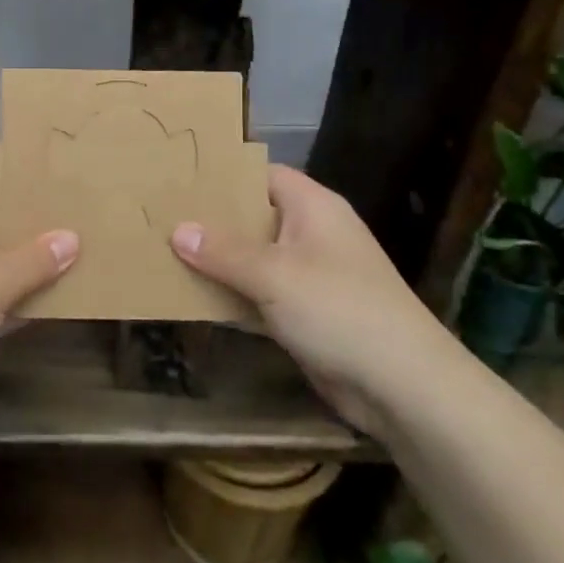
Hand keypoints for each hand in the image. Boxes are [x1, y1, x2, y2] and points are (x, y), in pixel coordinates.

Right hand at [171, 166, 456, 434]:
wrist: (403, 387)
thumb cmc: (339, 309)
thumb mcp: (275, 274)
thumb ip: (223, 252)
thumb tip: (178, 230)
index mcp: (313, 207)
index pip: (262, 175)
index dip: (224, 175)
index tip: (179, 179)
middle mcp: (311, 234)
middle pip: (253, 217)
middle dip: (211, 221)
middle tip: (160, 216)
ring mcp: (309, 276)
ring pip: (253, 259)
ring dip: (217, 262)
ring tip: (164, 252)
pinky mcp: (305, 314)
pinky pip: (259, 295)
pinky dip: (231, 296)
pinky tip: (191, 297)